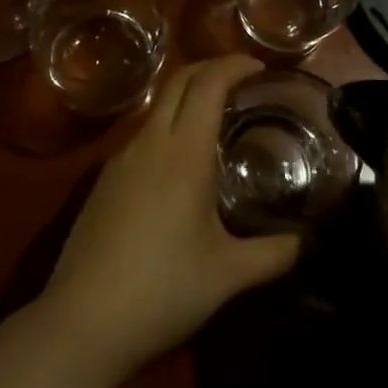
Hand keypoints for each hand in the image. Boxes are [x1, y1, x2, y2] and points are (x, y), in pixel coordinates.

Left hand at [38, 56, 301, 375]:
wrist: (82, 322)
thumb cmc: (162, 292)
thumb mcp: (227, 276)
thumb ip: (273, 254)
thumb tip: (306, 241)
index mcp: (183, 153)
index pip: (208, 83)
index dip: (234, 65)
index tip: (259, 67)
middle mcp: (150, 142)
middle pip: (179, 80)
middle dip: (211, 68)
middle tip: (242, 79)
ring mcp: (121, 158)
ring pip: (157, 105)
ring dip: (187, 95)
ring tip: (216, 118)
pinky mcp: (104, 179)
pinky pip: (143, 133)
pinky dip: (168, 124)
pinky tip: (181, 161)